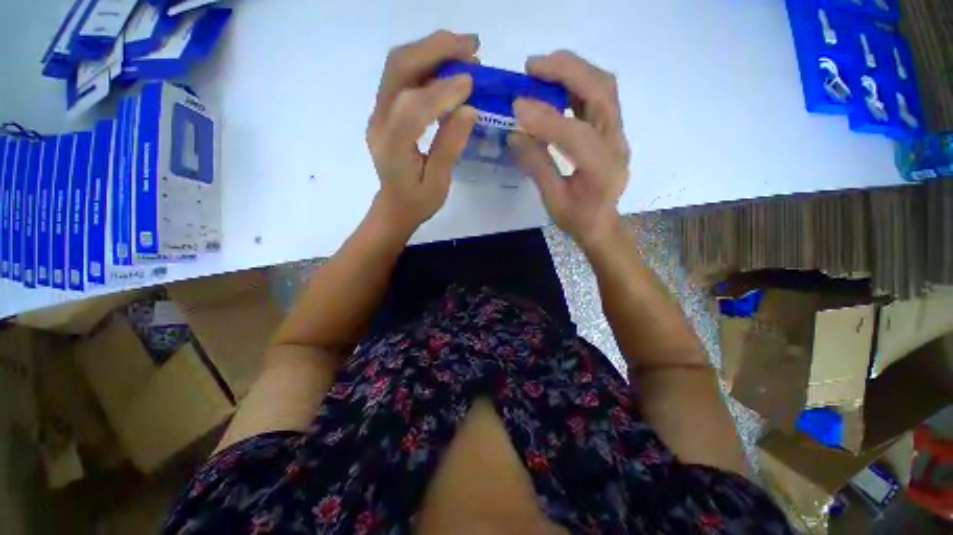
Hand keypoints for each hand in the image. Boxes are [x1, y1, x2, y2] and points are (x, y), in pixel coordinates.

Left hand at [367, 31, 479, 230]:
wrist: (394, 207)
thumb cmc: (417, 203)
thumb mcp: (438, 183)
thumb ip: (450, 146)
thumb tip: (469, 109)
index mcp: (392, 146)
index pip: (413, 106)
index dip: (443, 91)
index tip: (472, 83)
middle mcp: (379, 121)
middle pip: (399, 68)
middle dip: (436, 50)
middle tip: (472, 46)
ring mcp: (379, 112)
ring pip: (398, 65)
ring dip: (431, 49)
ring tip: (465, 49)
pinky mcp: (385, 110)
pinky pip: (402, 75)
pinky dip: (426, 62)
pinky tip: (448, 65)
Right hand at [510, 51, 629, 249]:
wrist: (601, 224)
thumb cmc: (576, 218)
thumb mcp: (552, 199)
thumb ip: (536, 165)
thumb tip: (515, 133)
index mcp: (602, 169)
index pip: (576, 134)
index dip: (546, 117)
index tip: (516, 106)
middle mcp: (617, 144)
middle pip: (600, 91)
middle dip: (566, 71)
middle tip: (532, 67)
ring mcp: (618, 134)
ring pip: (603, 87)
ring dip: (573, 70)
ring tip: (541, 69)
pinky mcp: (613, 130)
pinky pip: (599, 96)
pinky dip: (577, 83)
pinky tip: (556, 85)